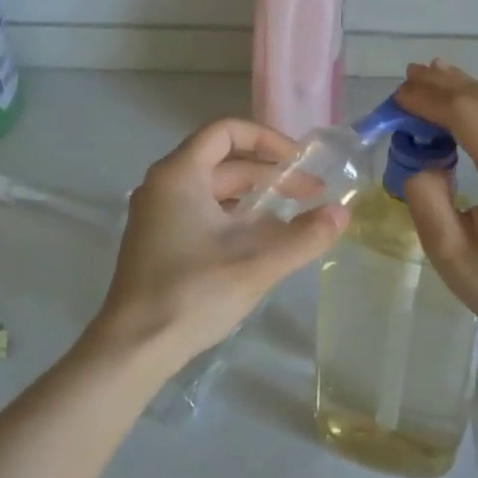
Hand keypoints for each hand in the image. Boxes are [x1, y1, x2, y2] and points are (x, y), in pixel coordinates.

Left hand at [92, 119, 348, 365]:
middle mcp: (164, 186)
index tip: (300, 163)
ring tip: (294, 218)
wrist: (135, 346)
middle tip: (312, 196)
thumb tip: (343, 213)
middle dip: (270, 174)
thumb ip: (305, 236)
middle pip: (224, 162)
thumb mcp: (257, 264)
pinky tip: (262, 242)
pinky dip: (235, 217)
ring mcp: (158, 215)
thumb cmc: (193, 294)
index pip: (226, 131)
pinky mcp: (159, 241)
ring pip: (214, 190)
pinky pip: (203, 213)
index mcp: (180, 175)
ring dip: (255, 198)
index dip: (268, 139)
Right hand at [394, 62, 477, 344]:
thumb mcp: (447, 249)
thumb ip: (426, 194)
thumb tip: (427, 160)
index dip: (429, 98)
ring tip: (435, 78)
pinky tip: (475, 102)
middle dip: (447, 83)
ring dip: (470, 91)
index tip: (397, 93)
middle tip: (411, 76)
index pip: (465, 112)